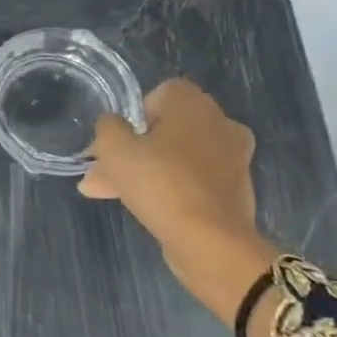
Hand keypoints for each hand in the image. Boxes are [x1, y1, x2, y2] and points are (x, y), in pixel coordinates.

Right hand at [78, 79, 278, 324]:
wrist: (212, 243)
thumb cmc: (161, 183)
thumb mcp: (115, 148)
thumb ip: (107, 127)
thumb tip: (113, 125)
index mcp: (195, 105)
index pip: (162, 93)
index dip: (135, 113)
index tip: (121, 138)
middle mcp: (220, 125)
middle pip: (167, 129)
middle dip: (133, 148)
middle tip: (103, 170)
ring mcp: (231, 161)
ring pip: (176, 157)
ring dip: (145, 170)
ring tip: (106, 192)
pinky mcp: (234, 193)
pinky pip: (191, 181)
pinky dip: (169, 189)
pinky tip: (140, 206)